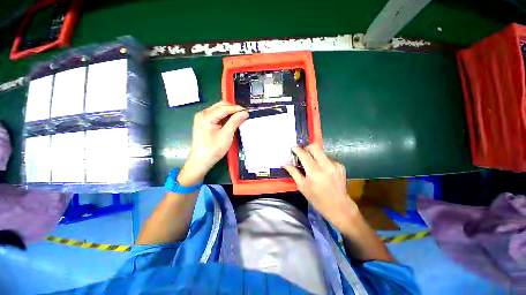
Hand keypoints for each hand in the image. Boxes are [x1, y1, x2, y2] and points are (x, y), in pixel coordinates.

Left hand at [178, 102, 248, 185]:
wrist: (201, 161)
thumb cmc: (213, 149)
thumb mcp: (226, 135)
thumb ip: (235, 122)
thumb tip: (245, 113)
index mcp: (206, 116)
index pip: (224, 108)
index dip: (237, 108)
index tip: (247, 111)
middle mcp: (202, 114)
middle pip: (220, 106)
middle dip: (233, 108)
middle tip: (244, 114)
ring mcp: (202, 118)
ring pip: (219, 110)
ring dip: (229, 112)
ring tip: (240, 117)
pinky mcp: (204, 122)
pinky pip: (216, 115)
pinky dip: (225, 116)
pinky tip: (231, 120)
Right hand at [284, 143, 359, 231]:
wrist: (339, 207)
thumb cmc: (317, 199)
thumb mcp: (302, 186)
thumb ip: (293, 172)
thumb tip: (284, 164)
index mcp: (314, 172)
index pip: (304, 154)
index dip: (297, 149)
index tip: (293, 148)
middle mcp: (326, 165)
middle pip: (315, 147)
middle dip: (307, 148)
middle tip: (303, 154)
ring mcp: (335, 165)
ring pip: (321, 152)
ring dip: (314, 155)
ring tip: (312, 164)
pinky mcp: (340, 166)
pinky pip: (328, 158)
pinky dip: (322, 161)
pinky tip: (321, 170)